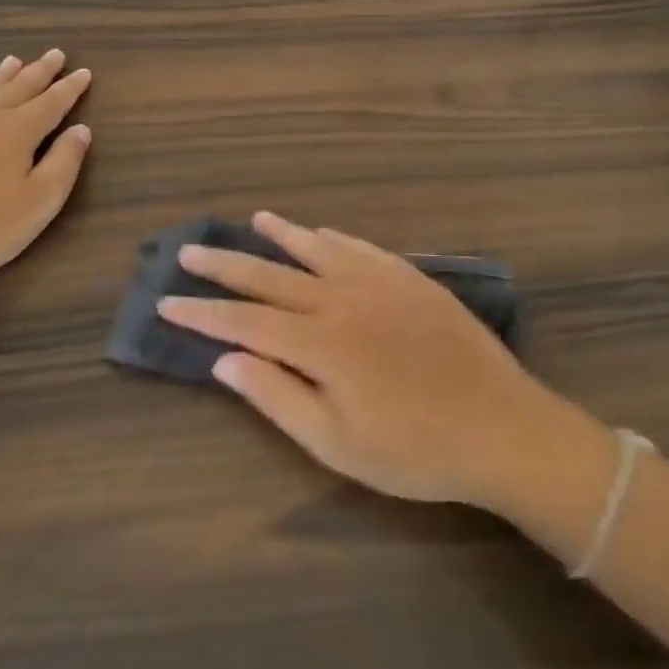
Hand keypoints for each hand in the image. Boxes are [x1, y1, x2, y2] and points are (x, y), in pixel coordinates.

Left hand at [0, 51, 91, 292]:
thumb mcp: (41, 201)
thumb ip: (65, 161)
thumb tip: (81, 129)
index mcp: (19, 129)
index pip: (52, 101)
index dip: (70, 87)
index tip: (84, 72)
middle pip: (20, 86)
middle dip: (41, 71)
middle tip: (56, 54)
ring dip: (6, 74)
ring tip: (16, 61)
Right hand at [160, 213, 576, 509]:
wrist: (502, 426)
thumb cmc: (415, 449)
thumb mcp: (337, 442)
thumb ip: (277, 397)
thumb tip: (225, 360)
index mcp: (320, 342)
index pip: (244, 320)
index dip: (202, 311)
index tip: (167, 301)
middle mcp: (343, 299)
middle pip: (271, 275)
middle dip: (225, 265)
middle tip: (189, 250)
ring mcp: (380, 283)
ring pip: (316, 250)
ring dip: (280, 234)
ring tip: (252, 219)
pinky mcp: (411, 279)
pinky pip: (361, 247)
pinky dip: (333, 238)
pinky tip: (320, 232)